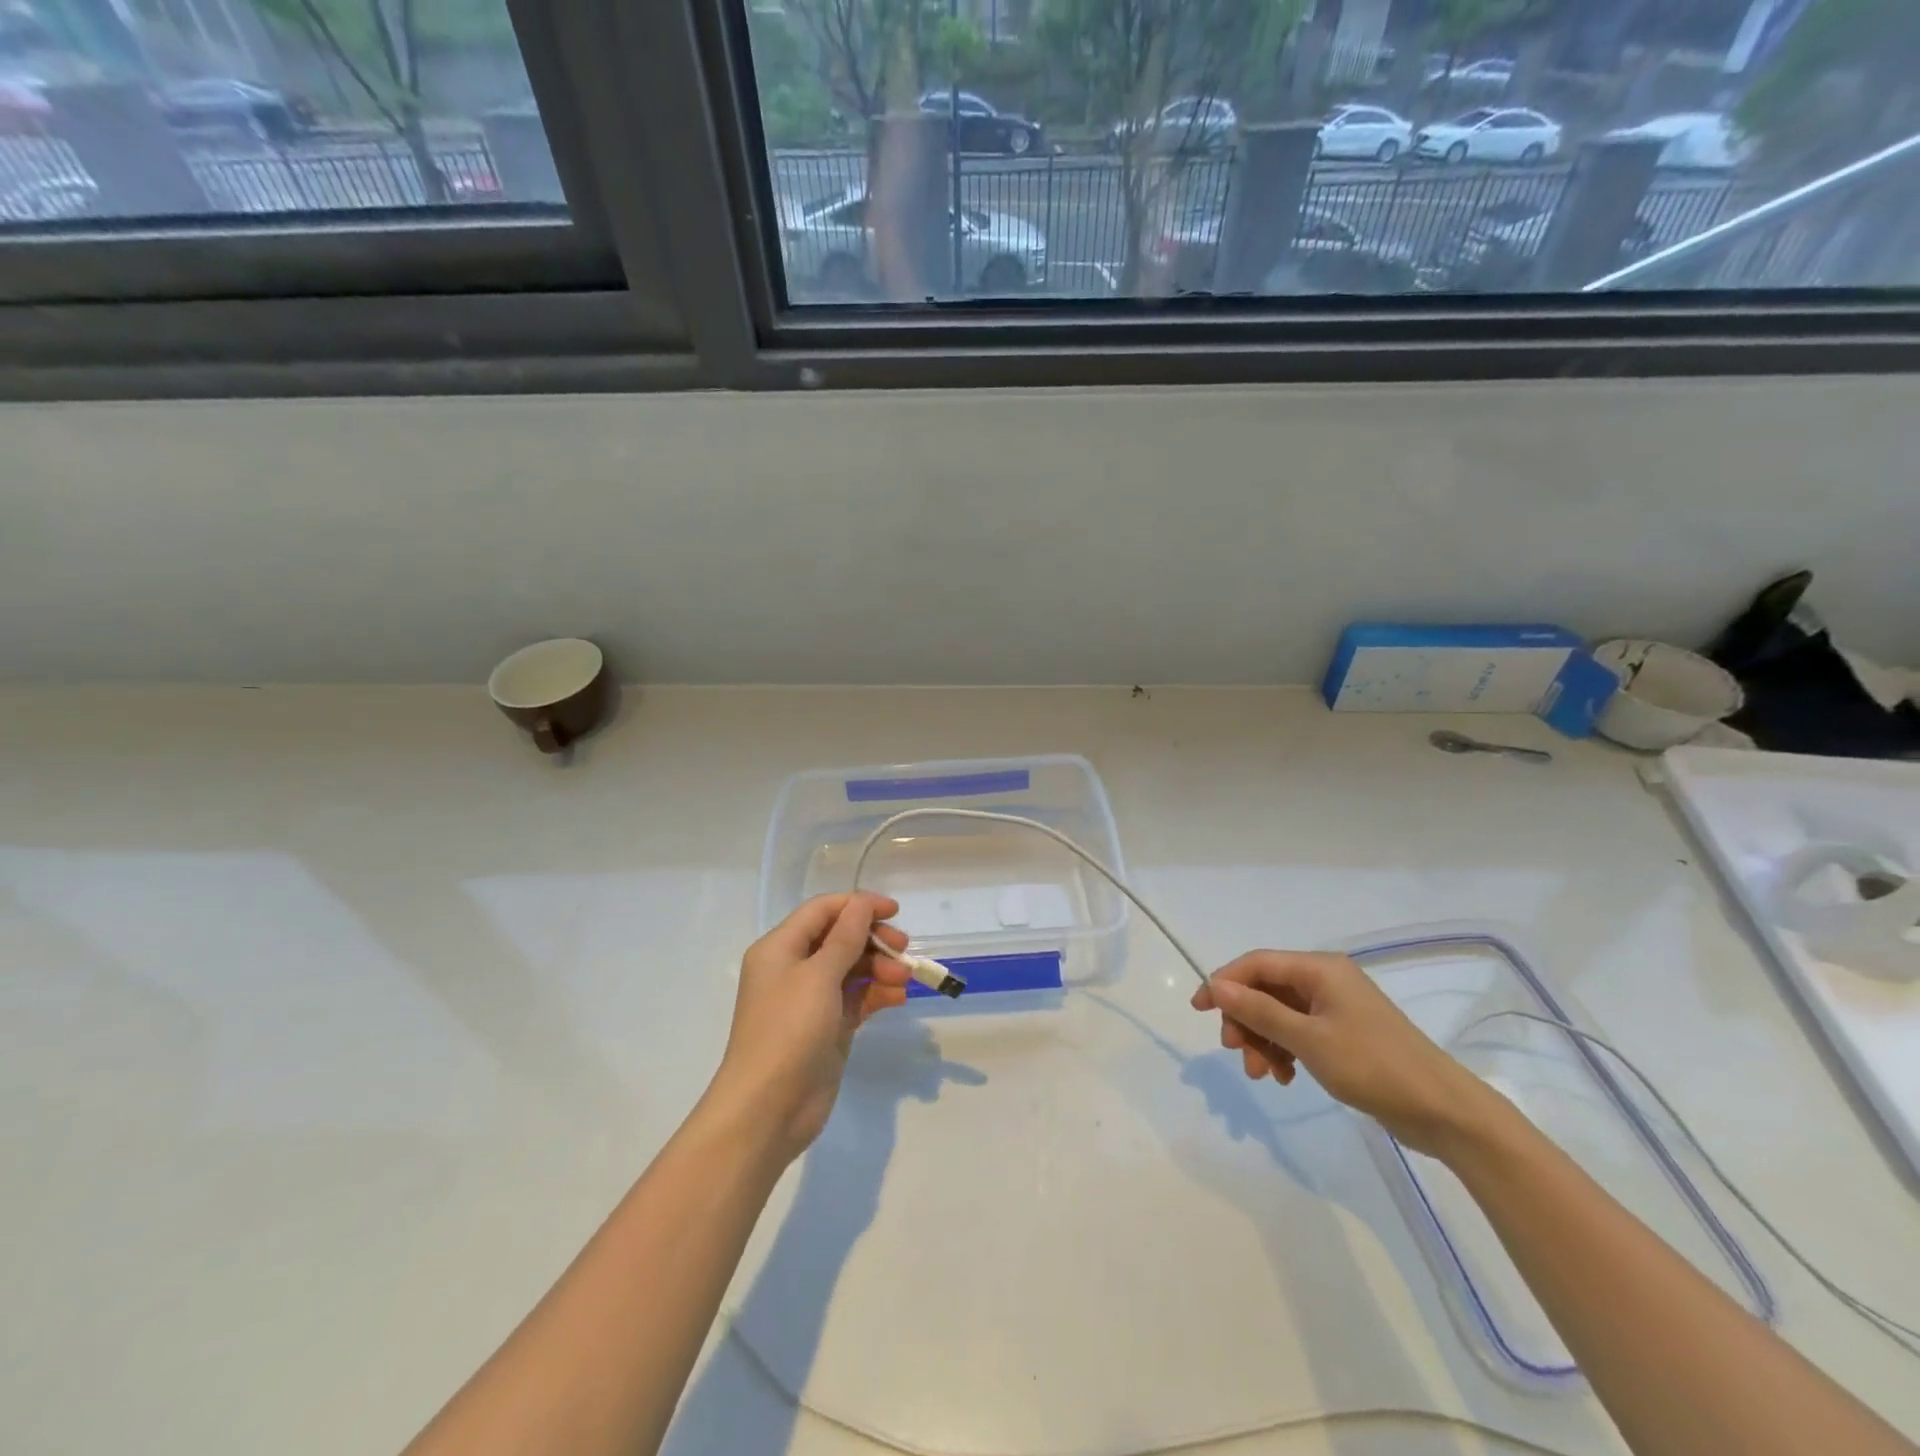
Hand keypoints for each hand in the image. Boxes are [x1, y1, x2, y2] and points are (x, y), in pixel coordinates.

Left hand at [707, 893, 911, 1162]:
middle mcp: (793, 968)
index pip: (823, 911)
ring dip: (880, 968)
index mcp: (780, 948)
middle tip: (904, 949)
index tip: (894, 911)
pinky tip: (898, 998)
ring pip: (851, 969)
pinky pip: (856, 999)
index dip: (858, 905)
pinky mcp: (827, 1028)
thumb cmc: (788, 1031)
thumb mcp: (818, 976)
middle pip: (840, 938)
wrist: (767, 1109)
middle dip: (873, 940)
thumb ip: (845, 937)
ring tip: (904, 980)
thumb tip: (861, 903)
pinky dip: (877, 994)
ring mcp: (811, 1000)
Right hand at [1191, 949, 1491, 1156]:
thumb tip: (1216, 986)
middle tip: (1236, 1052)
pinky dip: (1284, 1051)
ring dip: (1263, 1041)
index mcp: (1319, 969)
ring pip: (1278, 1014)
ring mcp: (1335, 1007)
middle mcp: (1325, 980)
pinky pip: (1298, 1032)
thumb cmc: (1373, 1067)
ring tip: (1263, 1075)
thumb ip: (1259, 1011)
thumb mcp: (1309, 1040)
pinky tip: (1284, 1077)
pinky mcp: (1343, 1033)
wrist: (1443, 1112)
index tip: (1199, 1010)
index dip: (1223, 982)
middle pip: (1265, 989)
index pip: (1257, 963)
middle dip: (1246, 1019)